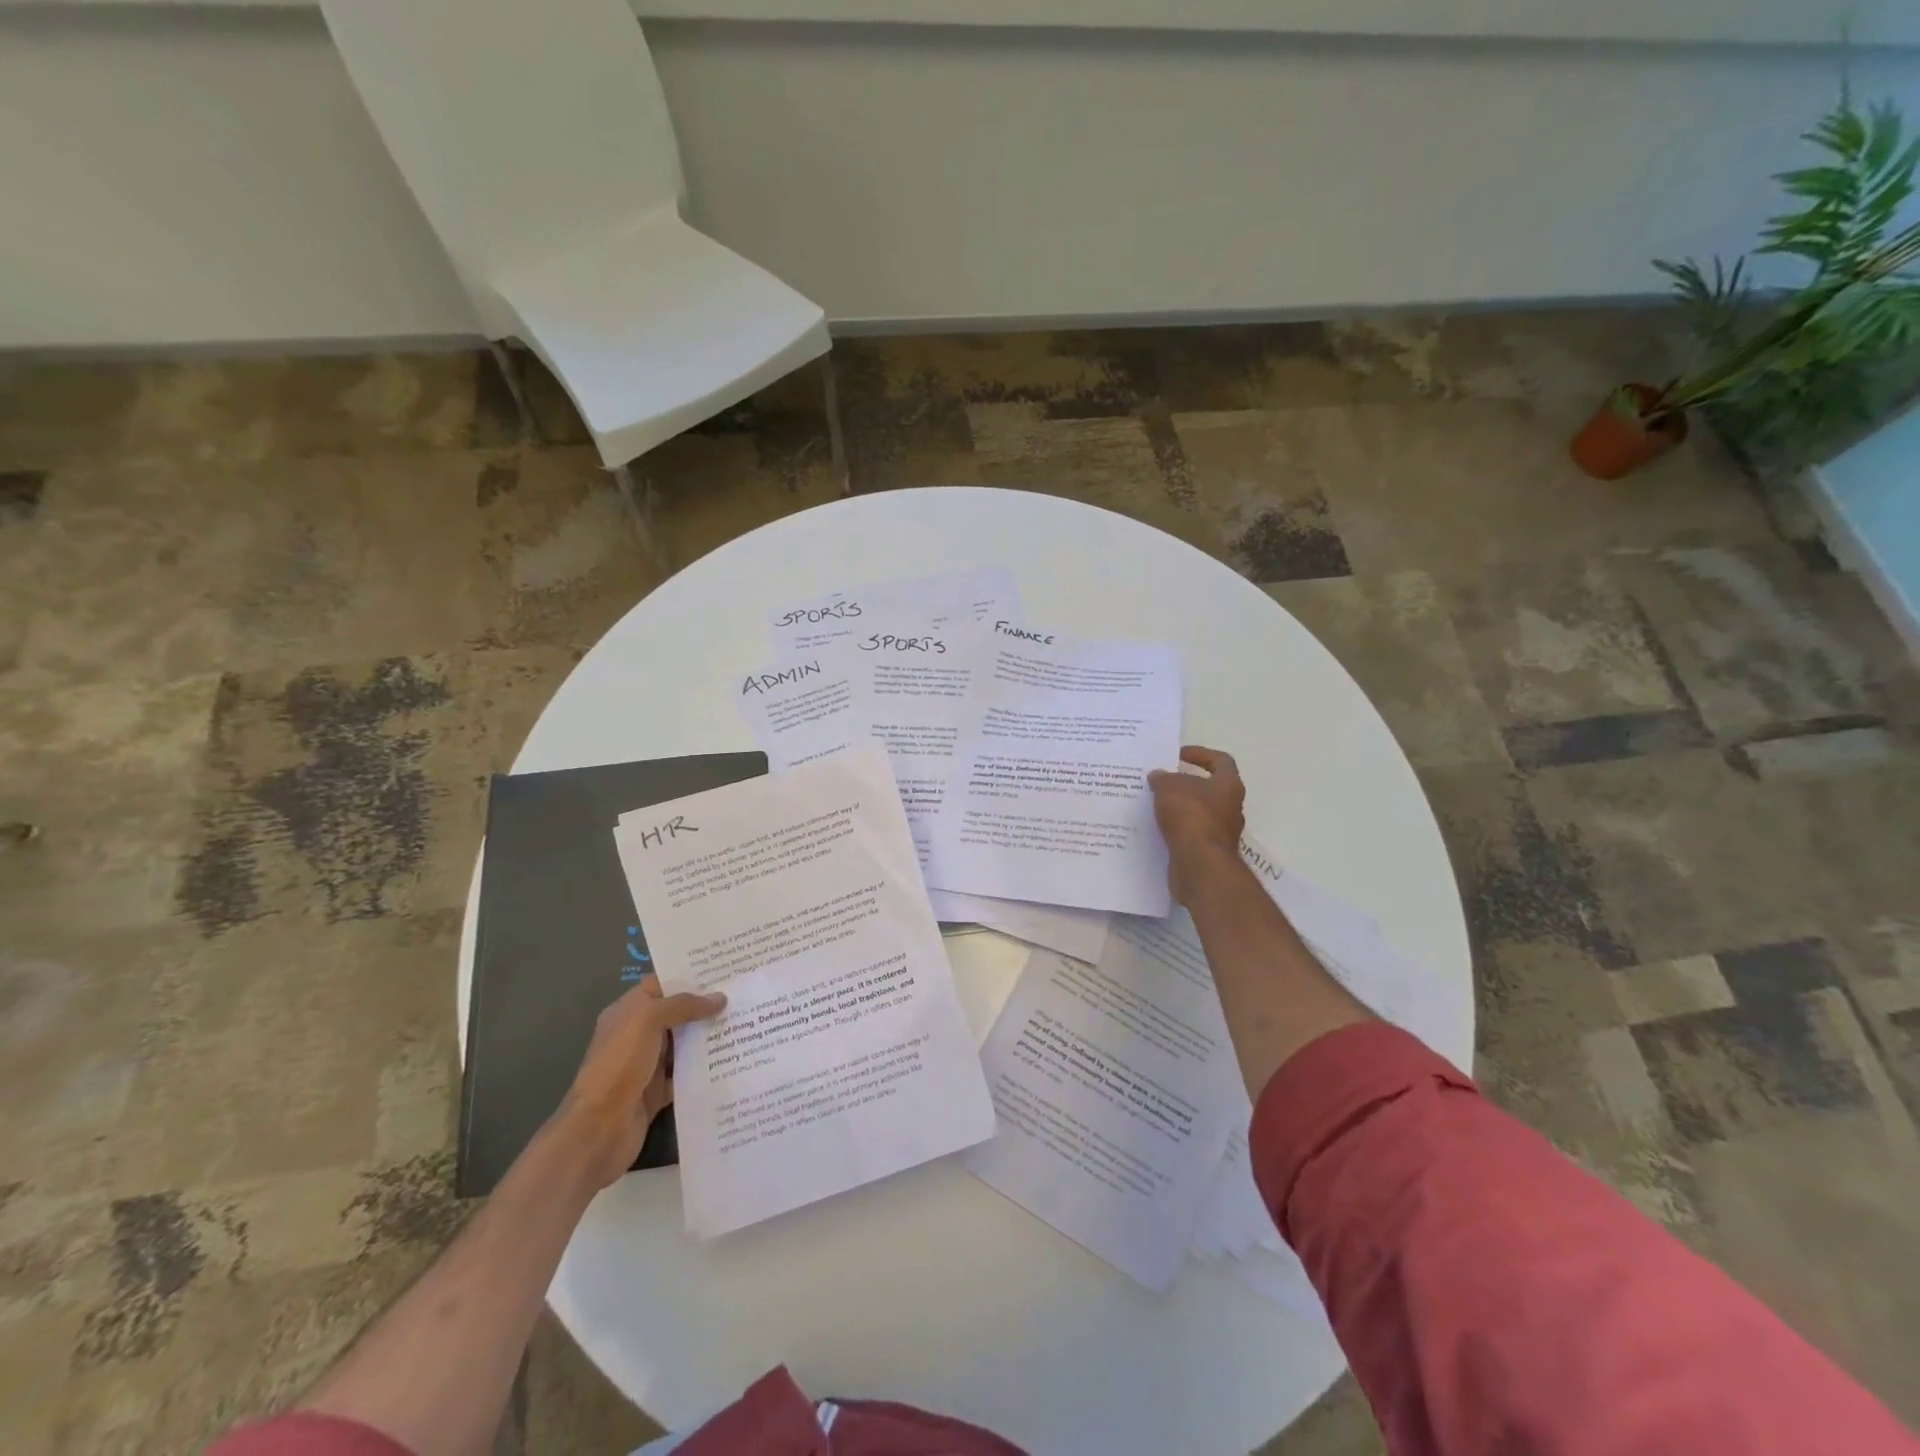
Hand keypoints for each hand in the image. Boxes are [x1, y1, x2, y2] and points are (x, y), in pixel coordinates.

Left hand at [556, 978, 727, 1188]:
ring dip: (707, 1037)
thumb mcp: (648, 1020)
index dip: (688, 977)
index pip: (660, 985)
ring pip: (683, 1045)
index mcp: (627, 1012)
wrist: (600, 1128)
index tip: (722, 971)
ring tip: (744, 1023)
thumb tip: (720, 998)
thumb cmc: (620, 1063)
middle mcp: (636, 1035)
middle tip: (741, 995)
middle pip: (675, 1014)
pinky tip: (731, 1059)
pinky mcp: (657, 1092)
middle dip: (704, 1006)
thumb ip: (684, 1005)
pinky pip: (685, 1074)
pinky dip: (704, 1069)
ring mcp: (646, 1065)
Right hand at [1148, 745, 1245, 903]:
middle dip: (1185, 784)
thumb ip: (1163, 778)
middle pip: (1209, 788)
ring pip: (1198, 812)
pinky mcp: (1208, 851)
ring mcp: (1221, 832)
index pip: (1220, 761)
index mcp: (1229, 785)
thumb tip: (1159, 776)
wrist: (1199, 864)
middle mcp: (1231, 807)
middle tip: (1160, 781)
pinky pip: (1190, 833)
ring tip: (1153, 804)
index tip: (1177, 756)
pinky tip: (1155, 827)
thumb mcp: (1169, 787)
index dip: (1200, 754)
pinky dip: (1175, 828)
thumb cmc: (1190, 816)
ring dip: (1179, 808)